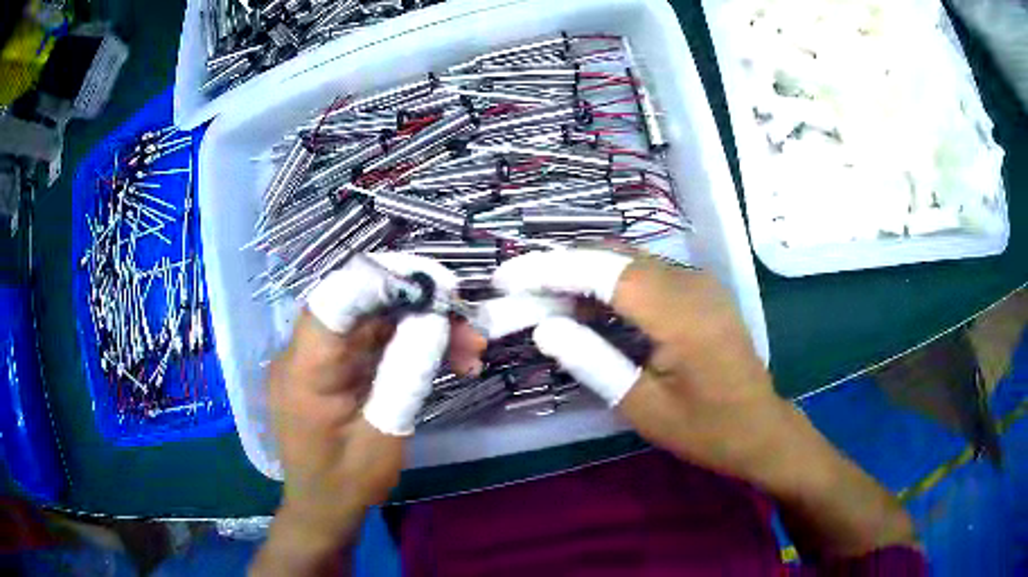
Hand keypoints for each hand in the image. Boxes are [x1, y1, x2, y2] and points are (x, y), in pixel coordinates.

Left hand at [254, 254, 483, 575]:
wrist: (322, 509)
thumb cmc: (347, 483)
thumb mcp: (383, 434)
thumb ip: (407, 374)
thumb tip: (437, 320)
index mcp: (305, 369)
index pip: (336, 300)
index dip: (385, 282)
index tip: (439, 286)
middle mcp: (304, 353)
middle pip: (361, 307)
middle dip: (419, 309)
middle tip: (470, 327)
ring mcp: (318, 359)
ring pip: (373, 323)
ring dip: (421, 329)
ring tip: (470, 352)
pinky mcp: (332, 368)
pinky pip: (371, 344)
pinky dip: (407, 347)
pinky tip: (445, 361)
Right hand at [493, 249, 783, 480]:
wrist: (760, 428)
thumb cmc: (705, 428)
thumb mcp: (643, 407)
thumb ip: (593, 362)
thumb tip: (545, 327)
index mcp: (681, 313)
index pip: (605, 271)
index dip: (552, 268)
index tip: (509, 275)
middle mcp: (692, 283)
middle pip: (615, 255)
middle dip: (562, 266)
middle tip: (521, 290)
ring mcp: (699, 282)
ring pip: (629, 259)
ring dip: (584, 273)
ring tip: (545, 299)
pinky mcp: (700, 289)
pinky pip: (647, 272)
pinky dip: (611, 282)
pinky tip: (589, 305)